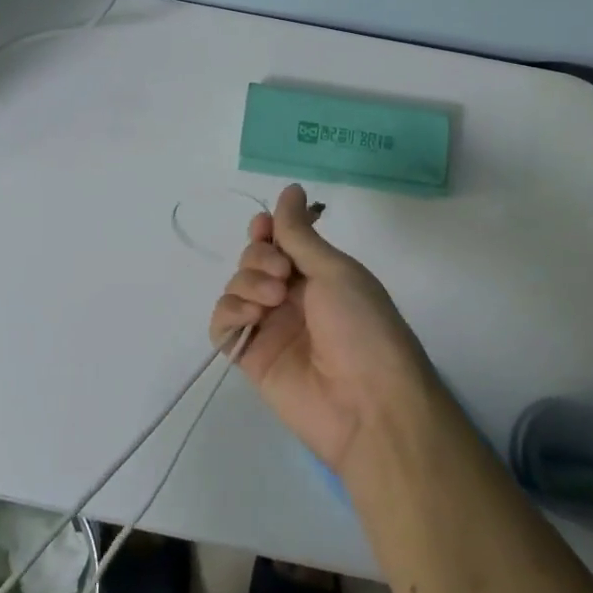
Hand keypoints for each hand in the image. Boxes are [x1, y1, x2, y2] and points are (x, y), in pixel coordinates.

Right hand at [210, 184, 434, 474]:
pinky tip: (252, 316)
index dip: (267, 230)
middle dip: (260, 256)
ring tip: (273, 299)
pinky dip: (230, 311)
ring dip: (248, 282)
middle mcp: (291, 297)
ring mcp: (270, 327)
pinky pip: (223, 324)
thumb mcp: (335, 270)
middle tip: (282, 274)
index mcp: (317, 275)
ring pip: (236, 286)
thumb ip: (300, 233)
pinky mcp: (251, 357)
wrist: (369, 404)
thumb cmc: (362, 326)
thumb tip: (290, 188)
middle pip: (253, 260)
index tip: (265, 227)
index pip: (279, 241)